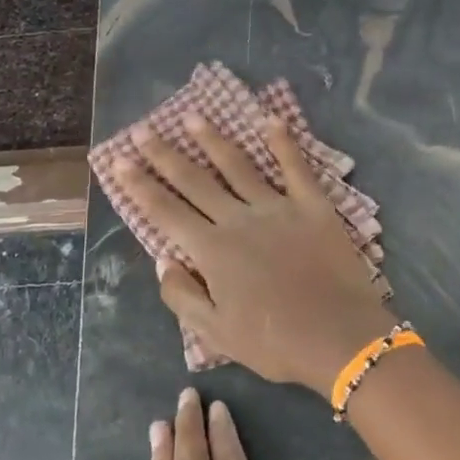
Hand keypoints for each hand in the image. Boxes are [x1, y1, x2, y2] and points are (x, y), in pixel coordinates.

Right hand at [113, 115, 394, 392]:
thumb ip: (183, 295)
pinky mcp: (313, 205)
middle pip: (195, 181)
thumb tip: (163, 259)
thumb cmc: (275, 343)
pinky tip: (270, 119)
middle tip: (142, 129)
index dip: (140, 186)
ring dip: (213, 140)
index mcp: (213, 251)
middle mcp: (239, 219)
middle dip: (164, 154)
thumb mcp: (216, 333)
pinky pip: (295, 167)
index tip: (119, 161)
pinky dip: (283, 142)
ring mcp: (278, 207)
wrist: (340, 337)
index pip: (166, 211)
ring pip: (238, 166)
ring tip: (192, 116)